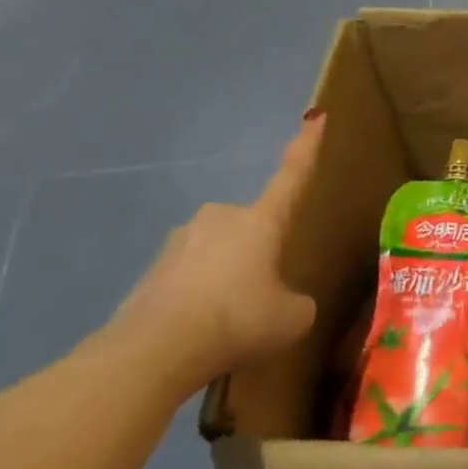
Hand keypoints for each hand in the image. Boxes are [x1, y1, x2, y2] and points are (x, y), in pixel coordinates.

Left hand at [110, 114, 325, 387]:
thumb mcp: (293, 316)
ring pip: (218, 252)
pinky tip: (202, 331)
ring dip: (228, 275)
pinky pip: (189, 278)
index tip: (316, 117)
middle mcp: (220, 218)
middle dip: (259, 250)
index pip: (292, 176)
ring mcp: (179, 242)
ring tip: (232, 319)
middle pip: (251, 226)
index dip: (307, 147)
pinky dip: (200, 297)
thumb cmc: (239, 319)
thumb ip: (296, 301)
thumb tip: (285, 302)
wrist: (155, 351)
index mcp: (261, 220)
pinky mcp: (150, 272)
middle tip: (266, 290)